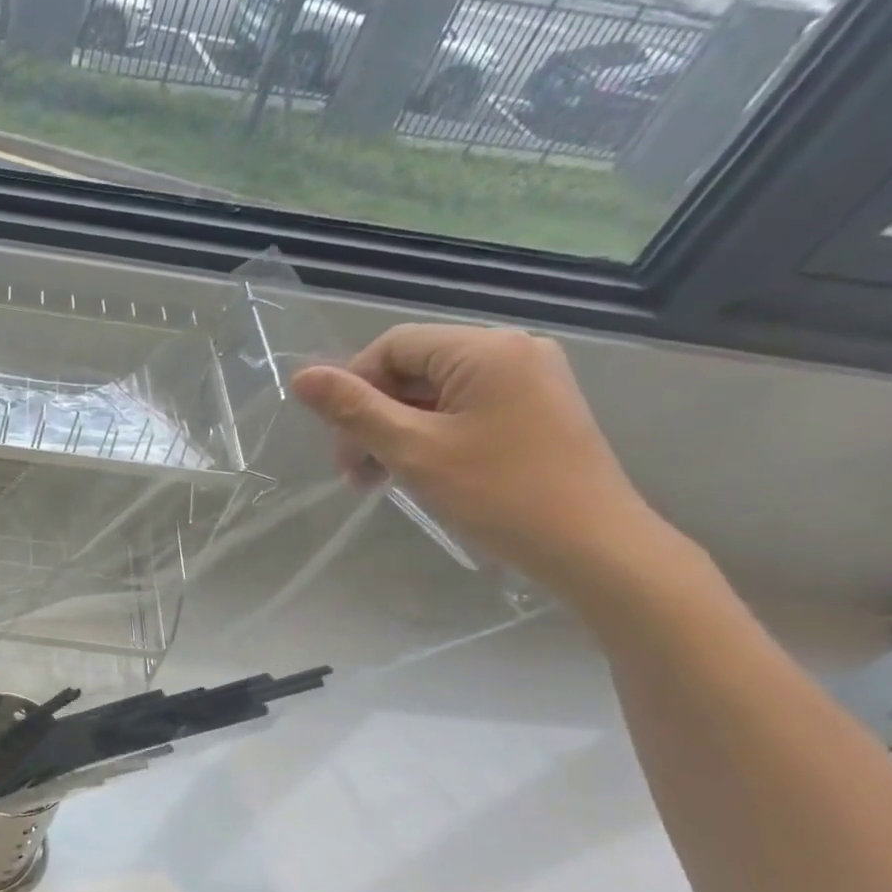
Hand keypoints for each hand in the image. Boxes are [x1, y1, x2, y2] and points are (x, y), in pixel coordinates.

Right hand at [290, 324, 659, 597]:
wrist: (590, 545)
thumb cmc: (497, 494)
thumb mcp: (412, 450)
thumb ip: (354, 410)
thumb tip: (301, 377)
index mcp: (485, 349)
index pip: (393, 346)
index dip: (353, 388)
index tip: (340, 444)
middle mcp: (511, 350)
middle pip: (413, 368)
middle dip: (372, 416)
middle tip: (355, 473)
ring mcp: (528, 379)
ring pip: (434, 392)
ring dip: (395, 431)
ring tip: (379, 480)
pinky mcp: (534, 409)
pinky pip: (462, 408)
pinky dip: (428, 436)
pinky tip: (416, 472)